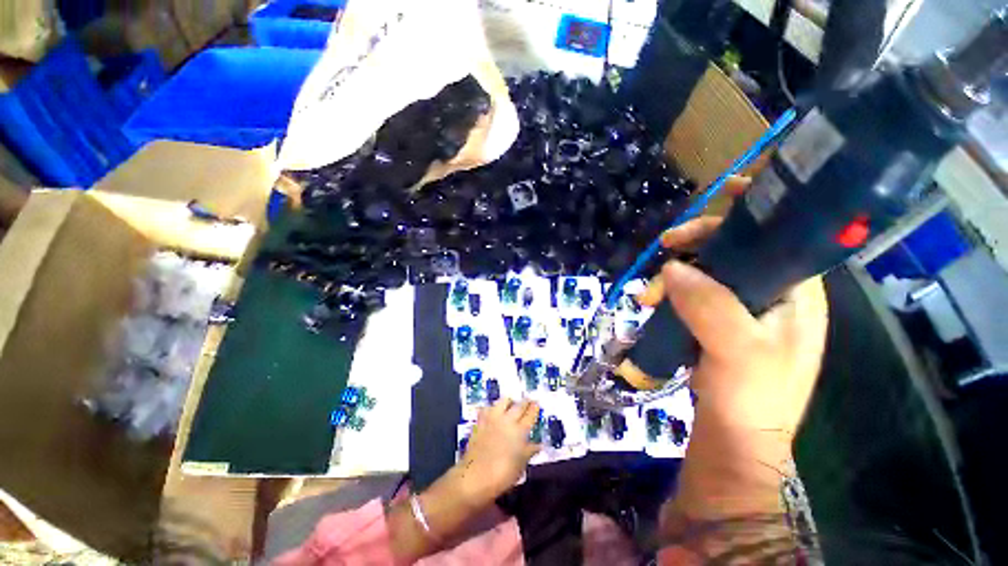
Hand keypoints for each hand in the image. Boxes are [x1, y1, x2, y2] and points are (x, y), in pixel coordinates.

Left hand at [454, 399, 540, 502]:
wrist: (475, 476)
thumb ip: (529, 451)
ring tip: (511, 403)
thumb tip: (539, 445)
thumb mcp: (520, 466)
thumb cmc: (502, 475)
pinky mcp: (481, 421)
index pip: (530, 415)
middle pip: (519, 405)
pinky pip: (488, 408)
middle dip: (525, 402)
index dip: (534, 408)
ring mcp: (493, 419)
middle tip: (528, 400)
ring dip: (509, 401)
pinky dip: (492, 407)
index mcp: (520, 431)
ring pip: (503, 401)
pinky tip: (493, 411)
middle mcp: (507, 421)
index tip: (537, 403)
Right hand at [632, 176, 828, 443]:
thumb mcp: (738, 351)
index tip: (723, 191)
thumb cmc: (752, 398)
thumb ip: (710, 306)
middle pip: (736, 248)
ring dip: (676, 273)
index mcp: (798, 291)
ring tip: (649, 294)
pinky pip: (695, 292)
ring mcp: (745, 308)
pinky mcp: (720, 322)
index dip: (757, 208)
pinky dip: (673, 291)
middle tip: (664, 248)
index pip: (782, 234)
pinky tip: (655, 301)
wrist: (735, 438)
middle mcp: (774, 293)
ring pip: (709, 271)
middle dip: (696, 244)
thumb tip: (671, 267)